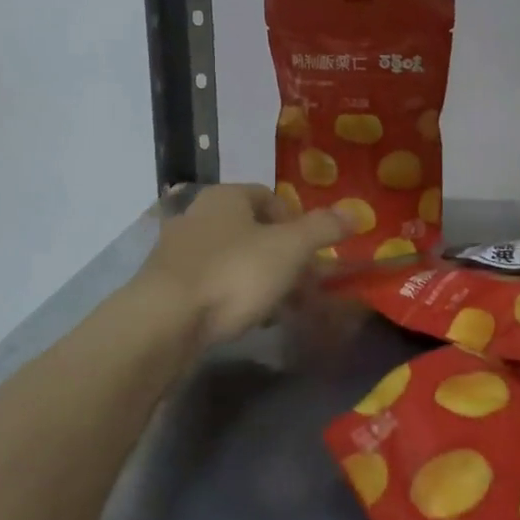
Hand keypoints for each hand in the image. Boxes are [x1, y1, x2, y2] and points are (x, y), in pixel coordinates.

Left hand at [139, 185, 346, 344]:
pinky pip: (211, 285)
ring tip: (279, 309)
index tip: (311, 253)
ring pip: (232, 260)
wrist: (164, 322)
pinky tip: (246, 321)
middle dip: (281, 257)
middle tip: (301, 286)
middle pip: (251, 231)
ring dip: (259, 280)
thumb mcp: (289, 248)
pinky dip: (233, 297)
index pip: (269, 197)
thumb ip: (323, 228)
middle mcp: (197, 215)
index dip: (296, 222)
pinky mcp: (165, 286)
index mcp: (225, 196)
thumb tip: (355, 211)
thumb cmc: (233, 273)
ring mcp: (176, 251)